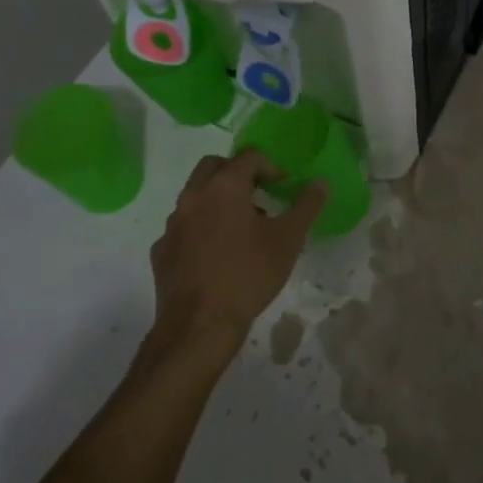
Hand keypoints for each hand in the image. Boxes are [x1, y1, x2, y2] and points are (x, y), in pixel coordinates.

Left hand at [148, 151, 325, 365]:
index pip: (249, 157)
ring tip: (241, 228)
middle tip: (258, 195)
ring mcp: (173, 224)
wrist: (199, 326)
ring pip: (195, 195)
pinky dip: (200, 228)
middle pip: (213, 166)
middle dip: (237, 173)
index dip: (271, 166)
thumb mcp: (289, 239)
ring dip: (217, 199)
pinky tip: (216, 254)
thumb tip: (320, 183)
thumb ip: (306, 206)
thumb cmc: (249, 275)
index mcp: (225, 187)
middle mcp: (193, 196)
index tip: (283, 187)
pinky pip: (183, 226)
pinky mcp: (162, 250)